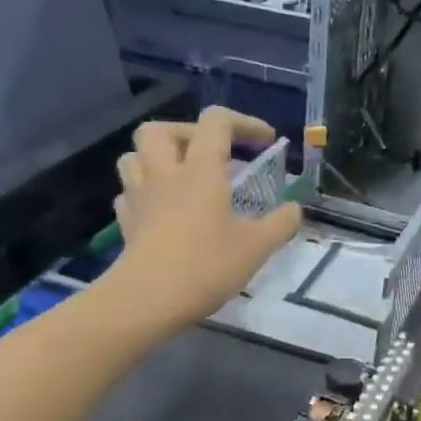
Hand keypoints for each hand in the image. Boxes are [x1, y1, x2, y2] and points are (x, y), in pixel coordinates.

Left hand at [105, 107, 301, 330]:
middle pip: (161, 129)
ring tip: (180, 177)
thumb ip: (281, 223)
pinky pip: (129, 193)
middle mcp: (165, 173)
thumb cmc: (206, 266)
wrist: (149, 299)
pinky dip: (144, 193)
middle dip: (188, 133)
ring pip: (134, 156)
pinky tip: (160, 209)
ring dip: (157, 158)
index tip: (265, 142)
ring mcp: (140, 197)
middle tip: (210, 155)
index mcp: (201, 170)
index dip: (244, 123)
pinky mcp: (126, 222)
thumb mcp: (257, 247)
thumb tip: (295, 209)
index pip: (217, 121)